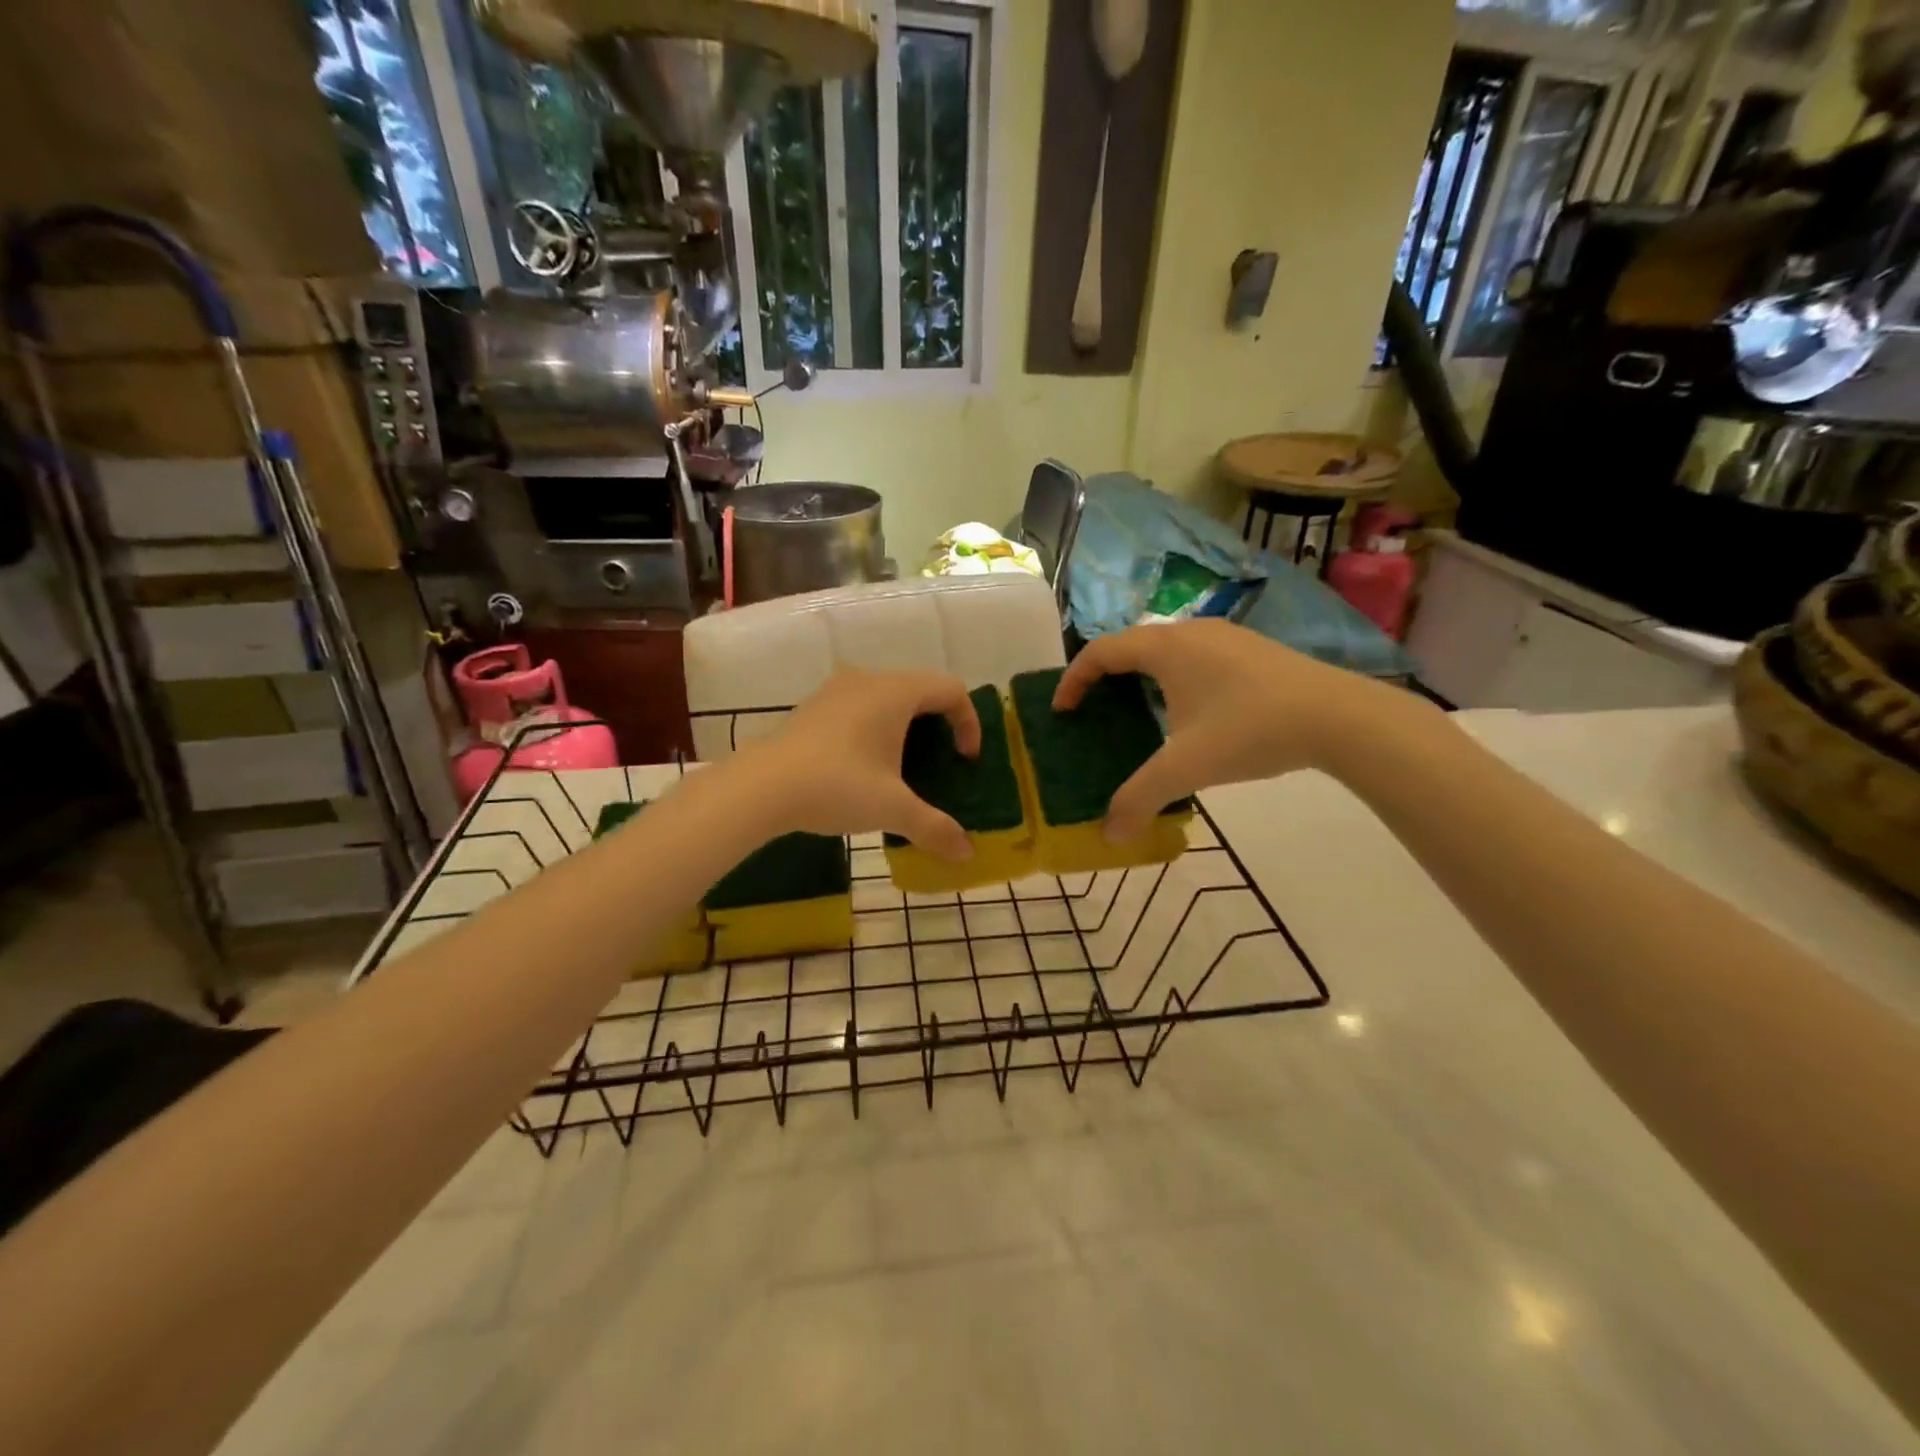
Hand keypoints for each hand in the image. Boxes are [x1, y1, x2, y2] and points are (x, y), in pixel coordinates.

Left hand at [741, 668, 980, 860]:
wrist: (760, 787)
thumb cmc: (837, 786)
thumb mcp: (893, 809)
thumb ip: (935, 828)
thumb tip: (967, 854)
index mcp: (895, 691)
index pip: (951, 690)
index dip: (969, 723)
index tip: (964, 761)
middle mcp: (868, 680)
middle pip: (921, 691)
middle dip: (939, 727)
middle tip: (939, 766)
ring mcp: (836, 690)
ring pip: (887, 698)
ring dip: (905, 728)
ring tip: (903, 770)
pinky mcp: (813, 708)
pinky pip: (860, 708)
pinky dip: (876, 730)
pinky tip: (863, 769)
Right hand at [1052, 620, 1410, 840]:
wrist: (1339, 716)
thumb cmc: (1250, 730)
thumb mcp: (1186, 768)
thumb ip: (1139, 799)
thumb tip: (1108, 835)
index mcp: (1164, 648)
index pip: (1100, 651)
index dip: (1073, 680)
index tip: (1062, 711)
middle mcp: (1190, 631)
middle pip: (1130, 645)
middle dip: (1104, 676)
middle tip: (1094, 711)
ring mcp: (1225, 636)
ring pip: (1165, 648)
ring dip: (1141, 676)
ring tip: (1137, 712)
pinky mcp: (1251, 649)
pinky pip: (1194, 655)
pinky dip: (1173, 677)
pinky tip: (1190, 712)